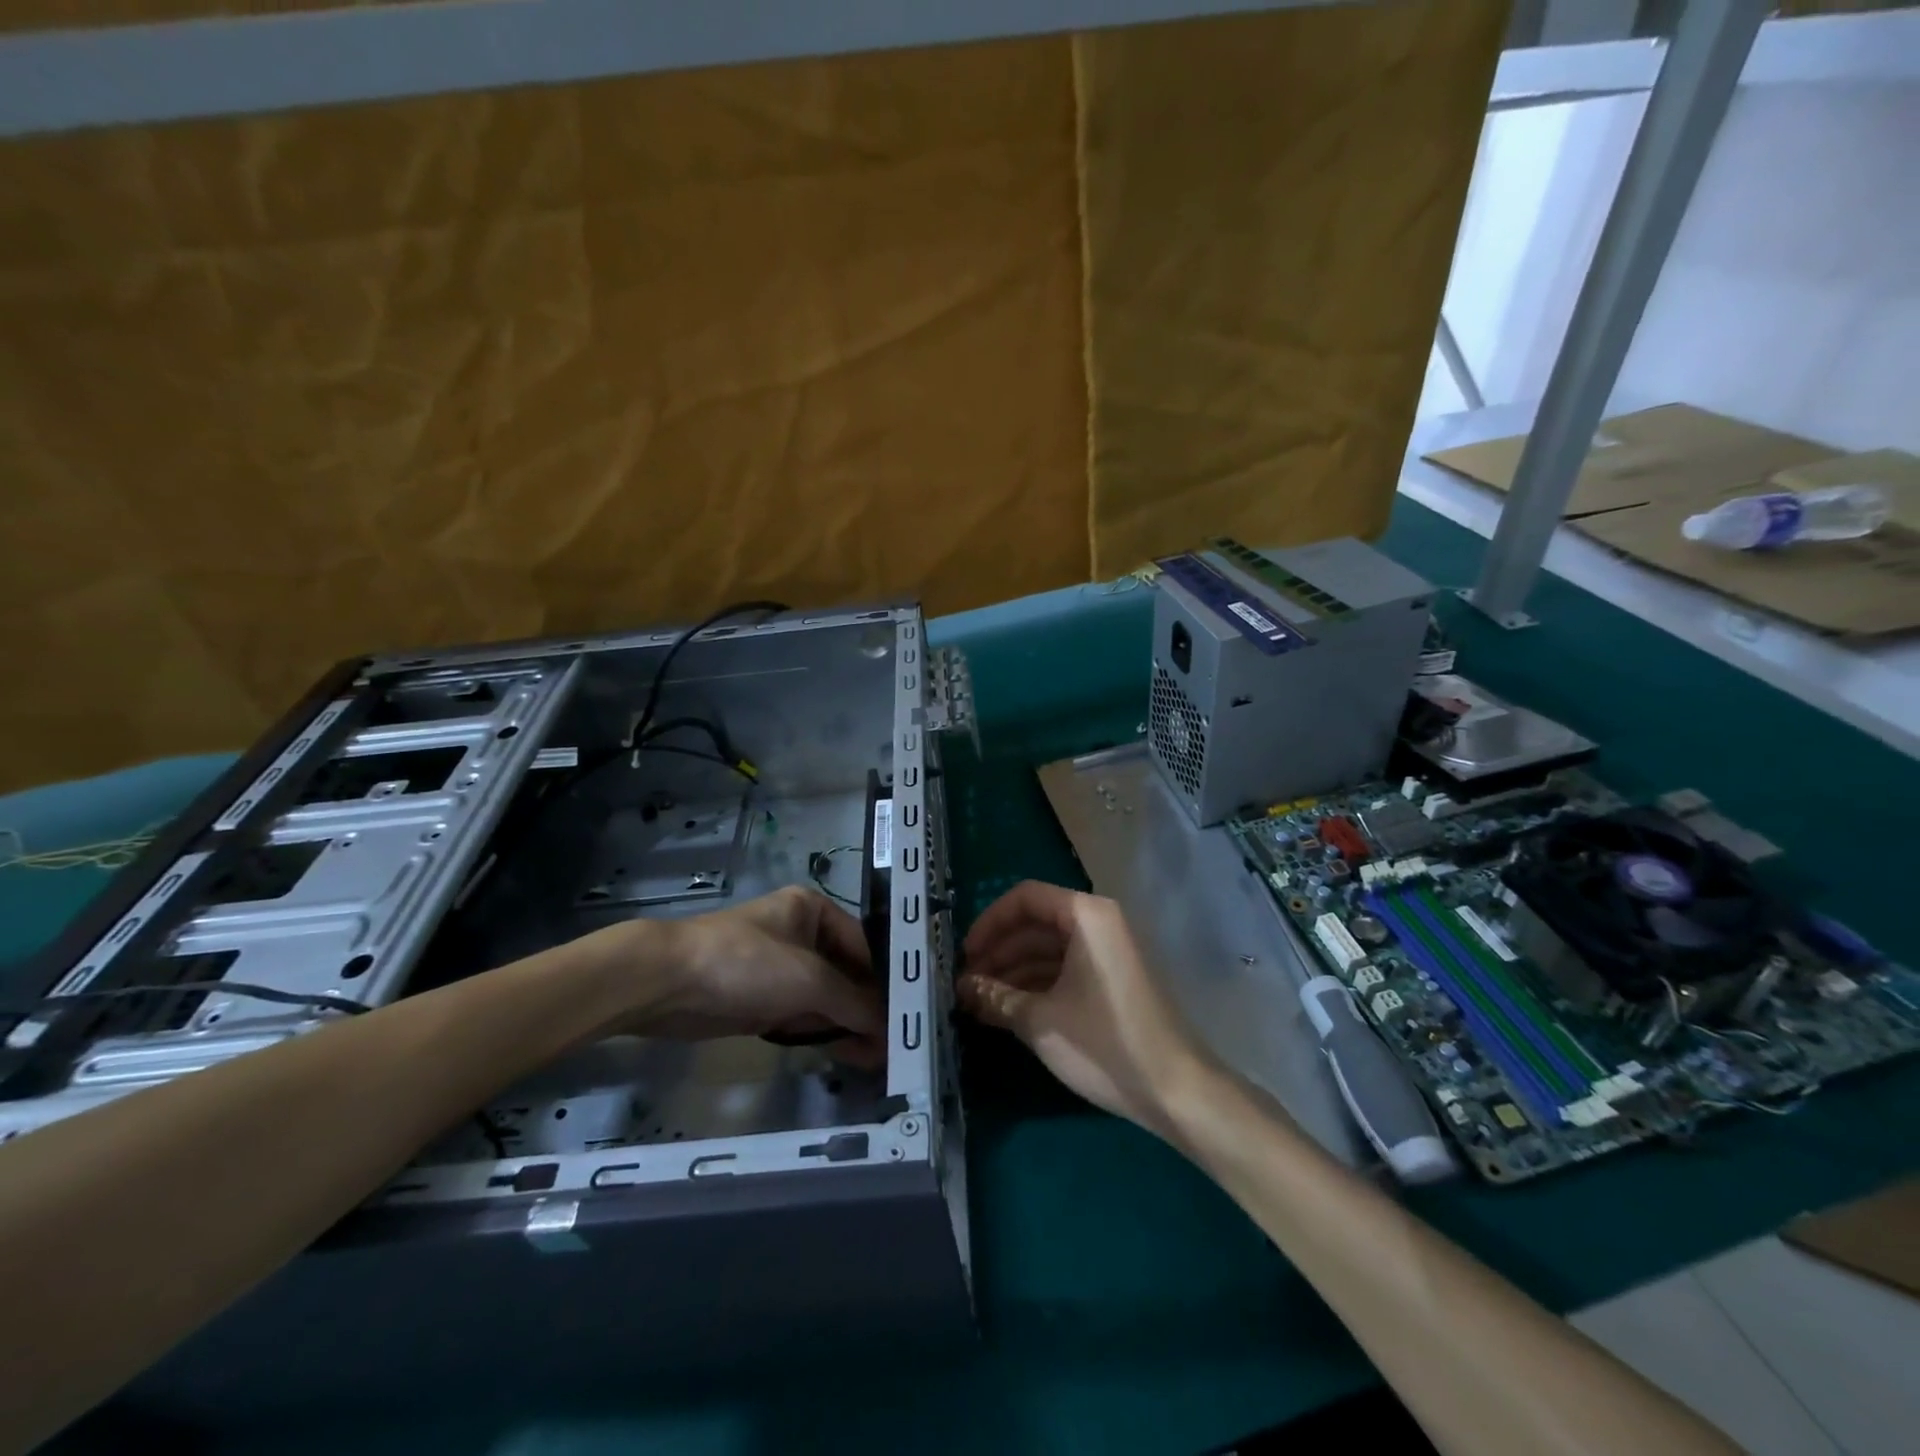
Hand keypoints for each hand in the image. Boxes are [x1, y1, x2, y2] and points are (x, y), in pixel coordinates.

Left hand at [606, 888, 884, 1062]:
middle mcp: (801, 935)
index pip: (863, 946)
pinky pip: (803, 1016)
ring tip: (881, 1058)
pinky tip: (850, 1055)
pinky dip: (824, 1033)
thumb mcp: (809, 979)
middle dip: (868, 1007)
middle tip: (896, 1043)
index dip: (885, 980)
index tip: (906, 1014)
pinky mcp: (762, 1000)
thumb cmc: (746, 963)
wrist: (666, 983)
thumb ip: (853, 1002)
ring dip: (849, 1025)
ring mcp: (780, 969)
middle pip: (846, 974)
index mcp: (814, 911)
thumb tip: (888, 1029)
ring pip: (826, 999)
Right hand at [957, 881, 1214, 1141]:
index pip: (1025, 898)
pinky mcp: (1113, 980)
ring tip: (979, 1002)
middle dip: (998, 952)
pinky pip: (1066, 969)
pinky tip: (1008, 1010)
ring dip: (1013, 972)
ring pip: (1049, 949)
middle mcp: (1099, 922)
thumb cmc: (1104, 1044)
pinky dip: (1036, 985)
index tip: (965, 956)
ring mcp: (1109, 952)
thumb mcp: (1040, 1021)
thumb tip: (962, 987)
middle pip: (1036, 923)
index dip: (989, 923)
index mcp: (1086, 915)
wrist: (1176, 1091)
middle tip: (966, 985)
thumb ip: (996, 997)